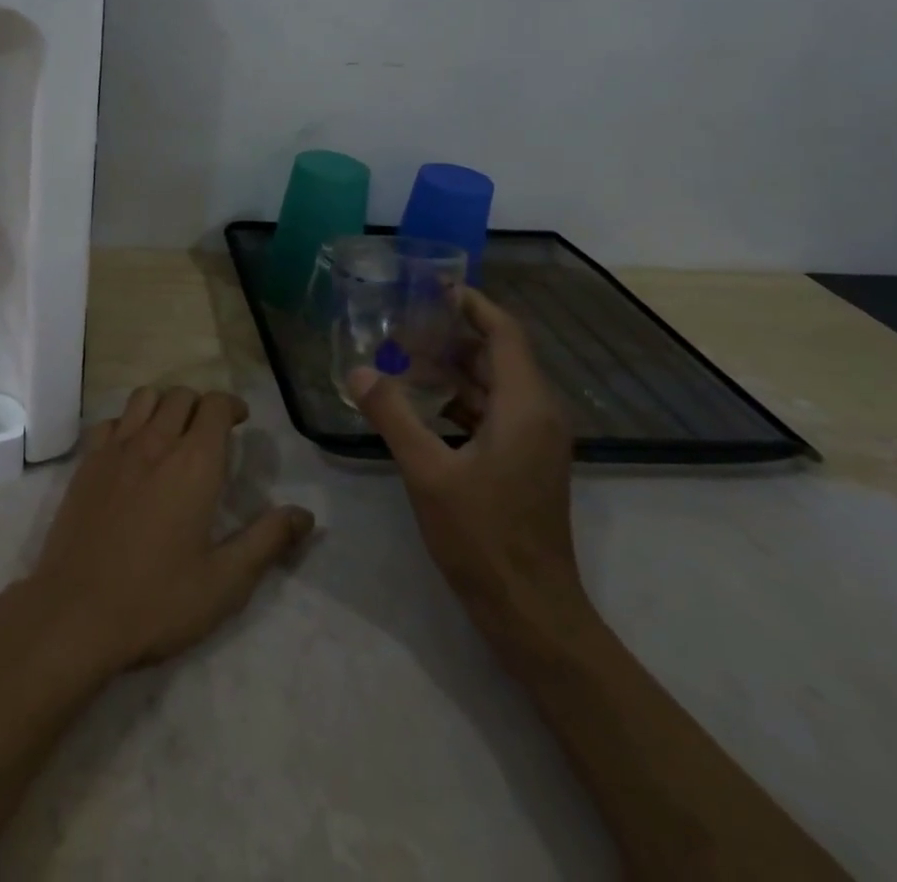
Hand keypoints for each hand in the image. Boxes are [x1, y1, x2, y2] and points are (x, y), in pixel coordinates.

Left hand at [12, 387, 314, 682]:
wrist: (75, 614)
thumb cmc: (157, 600)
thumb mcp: (224, 582)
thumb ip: (267, 541)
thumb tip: (306, 515)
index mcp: (194, 463)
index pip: (215, 405)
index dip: (231, 406)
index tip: (241, 422)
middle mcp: (155, 442)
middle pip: (181, 395)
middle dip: (201, 405)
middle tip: (210, 433)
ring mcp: (115, 449)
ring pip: (144, 398)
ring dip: (164, 405)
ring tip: (171, 433)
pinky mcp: (86, 463)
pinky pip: (110, 421)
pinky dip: (127, 423)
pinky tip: (131, 451)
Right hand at [351, 289, 583, 629]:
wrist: (531, 610)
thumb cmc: (483, 536)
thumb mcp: (427, 471)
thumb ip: (392, 414)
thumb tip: (357, 370)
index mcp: (525, 406)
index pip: (504, 333)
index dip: (472, 304)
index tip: (434, 285)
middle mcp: (539, 414)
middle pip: (499, 354)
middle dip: (453, 334)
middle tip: (404, 321)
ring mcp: (535, 441)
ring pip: (496, 384)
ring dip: (455, 366)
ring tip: (404, 354)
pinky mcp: (526, 461)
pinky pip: (494, 411)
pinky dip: (460, 397)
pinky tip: (421, 402)